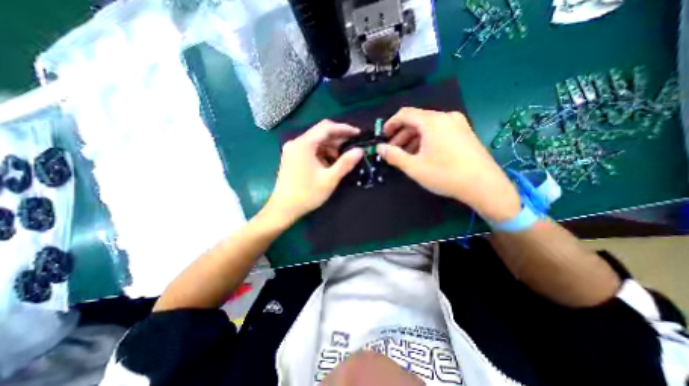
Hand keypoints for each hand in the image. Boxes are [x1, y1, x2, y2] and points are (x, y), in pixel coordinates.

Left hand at [264, 120, 365, 223]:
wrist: (284, 208)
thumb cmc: (307, 194)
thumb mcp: (329, 179)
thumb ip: (345, 163)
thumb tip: (359, 151)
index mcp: (304, 144)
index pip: (326, 127)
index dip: (344, 128)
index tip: (357, 133)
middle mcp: (296, 143)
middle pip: (320, 133)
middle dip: (338, 139)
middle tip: (353, 147)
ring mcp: (292, 150)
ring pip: (316, 142)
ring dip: (330, 147)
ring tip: (343, 158)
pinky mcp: (292, 157)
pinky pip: (310, 149)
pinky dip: (322, 153)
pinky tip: (329, 163)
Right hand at [379, 109, 519, 223]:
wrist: (484, 185)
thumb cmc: (445, 175)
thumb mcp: (414, 167)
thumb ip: (394, 155)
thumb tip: (380, 148)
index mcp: (432, 122)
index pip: (405, 114)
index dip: (391, 123)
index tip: (383, 136)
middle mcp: (445, 117)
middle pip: (416, 120)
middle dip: (401, 134)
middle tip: (393, 149)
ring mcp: (458, 124)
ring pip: (428, 126)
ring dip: (413, 138)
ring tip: (405, 154)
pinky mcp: (464, 132)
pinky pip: (439, 131)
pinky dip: (426, 139)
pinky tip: (422, 153)